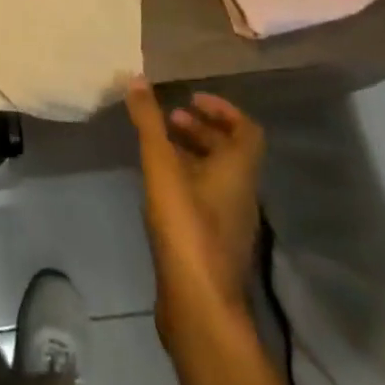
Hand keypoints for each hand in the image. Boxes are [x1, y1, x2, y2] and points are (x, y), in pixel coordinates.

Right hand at [126, 80, 264, 332]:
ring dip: (193, 155)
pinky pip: (207, 200)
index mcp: (238, 171)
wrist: (198, 306)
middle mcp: (242, 194)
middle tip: (169, 120)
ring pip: (217, 177)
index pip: (247, 130)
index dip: (223, 110)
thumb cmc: (186, 227)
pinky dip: (188, 182)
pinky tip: (159, 186)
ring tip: (160, 148)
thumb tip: (137, 78)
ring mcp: (230, 223)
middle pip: (230, 152)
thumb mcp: (161, 166)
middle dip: (201, 130)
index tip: (192, 99)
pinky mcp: (215, 245)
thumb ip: (149, 122)